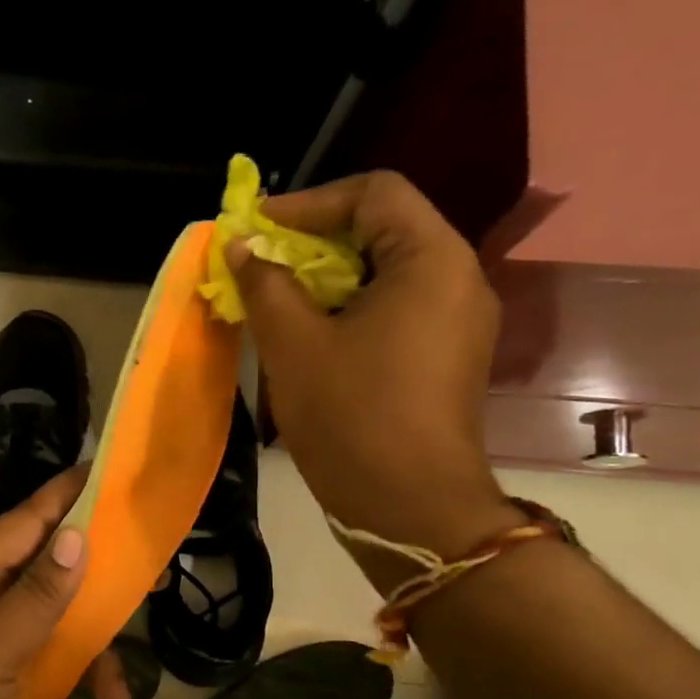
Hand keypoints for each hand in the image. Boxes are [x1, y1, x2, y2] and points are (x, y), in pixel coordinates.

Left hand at [0, 466, 130, 698]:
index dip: (68, 494)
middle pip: (52, 578)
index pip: (29, 521)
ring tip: (114, 698)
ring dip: (87, 663)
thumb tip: (78, 534)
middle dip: (98, 591)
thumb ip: (38, 595)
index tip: (110, 471)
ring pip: (54, 635)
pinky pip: (39, 680)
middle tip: (150, 590)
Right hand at [231, 171, 523, 586]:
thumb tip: (242, 248)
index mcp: (431, 261)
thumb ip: (265, 284)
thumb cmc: (351, 414)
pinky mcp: (445, 356)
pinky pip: (393, 307)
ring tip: (276, 298)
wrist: (408, 504)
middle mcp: (457, 279)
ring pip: (385, 272)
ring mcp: (456, 320)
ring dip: (326, 277)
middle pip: (384, 229)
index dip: (309, 202)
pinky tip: (308, 334)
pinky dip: (347, 307)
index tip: (256, 228)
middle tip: (260, 263)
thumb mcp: (293, 344)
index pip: (375, 193)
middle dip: (314, 240)